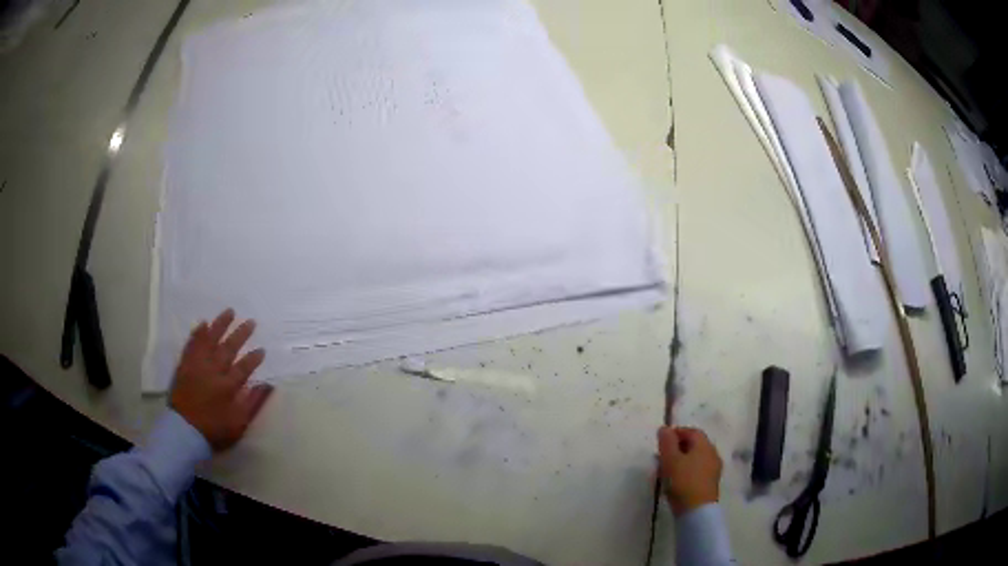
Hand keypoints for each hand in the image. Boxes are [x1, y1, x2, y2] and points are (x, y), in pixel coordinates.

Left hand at [170, 309, 272, 451]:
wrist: (184, 432)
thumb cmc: (214, 430)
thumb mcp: (239, 423)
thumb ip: (253, 403)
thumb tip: (267, 385)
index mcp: (228, 386)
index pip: (244, 367)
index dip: (254, 358)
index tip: (262, 349)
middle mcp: (213, 371)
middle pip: (228, 349)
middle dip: (240, 335)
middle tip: (250, 321)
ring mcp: (197, 365)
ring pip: (210, 340)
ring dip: (220, 325)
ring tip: (229, 312)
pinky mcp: (185, 365)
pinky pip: (192, 344)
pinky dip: (197, 333)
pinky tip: (203, 323)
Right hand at [658, 426, 722, 515]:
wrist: (697, 511)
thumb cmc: (683, 481)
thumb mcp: (670, 460)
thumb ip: (666, 442)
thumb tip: (664, 428)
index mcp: (705, 445)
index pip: (692, 431)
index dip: (676, 433)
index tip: (661, 441)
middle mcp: (712, 454)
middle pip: (695, 445)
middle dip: (677, 447)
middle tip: (661, 456)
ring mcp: (713, 469)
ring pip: (695, 459)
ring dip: (681, 460)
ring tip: (665, 470)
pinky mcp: (710, 483)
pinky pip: (697, 470)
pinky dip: (686, 471)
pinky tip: (675, 481)